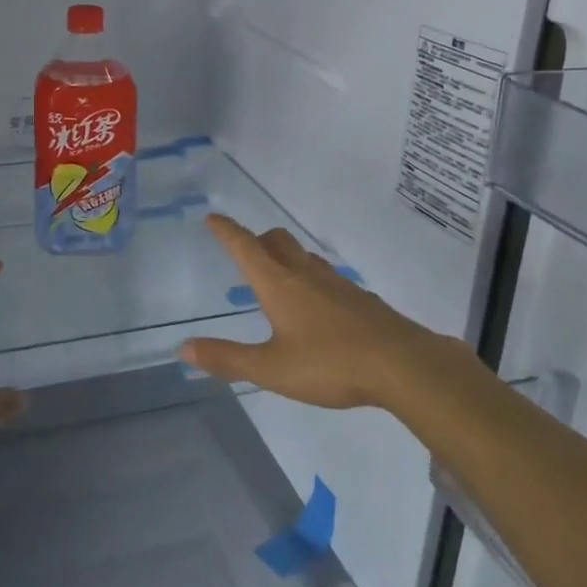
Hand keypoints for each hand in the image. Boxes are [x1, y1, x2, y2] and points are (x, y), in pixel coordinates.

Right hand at [181, 215, 437, 409]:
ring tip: (278, 278)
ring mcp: (337, 283)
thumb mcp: (272, 368)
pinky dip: (311, 279)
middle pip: (277, 241)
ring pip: (304, 256)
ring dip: (285, 257)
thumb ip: (228, 359)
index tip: (213, 217)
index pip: (245, 247)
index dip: (226, 231)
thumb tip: (184, 349)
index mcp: (279, 284)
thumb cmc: (330, 364)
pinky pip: (326, 277)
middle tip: (246, 251)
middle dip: (257, 240)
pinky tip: (317, 307)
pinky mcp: (360, 298)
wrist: (403, 365)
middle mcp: (306, 274)